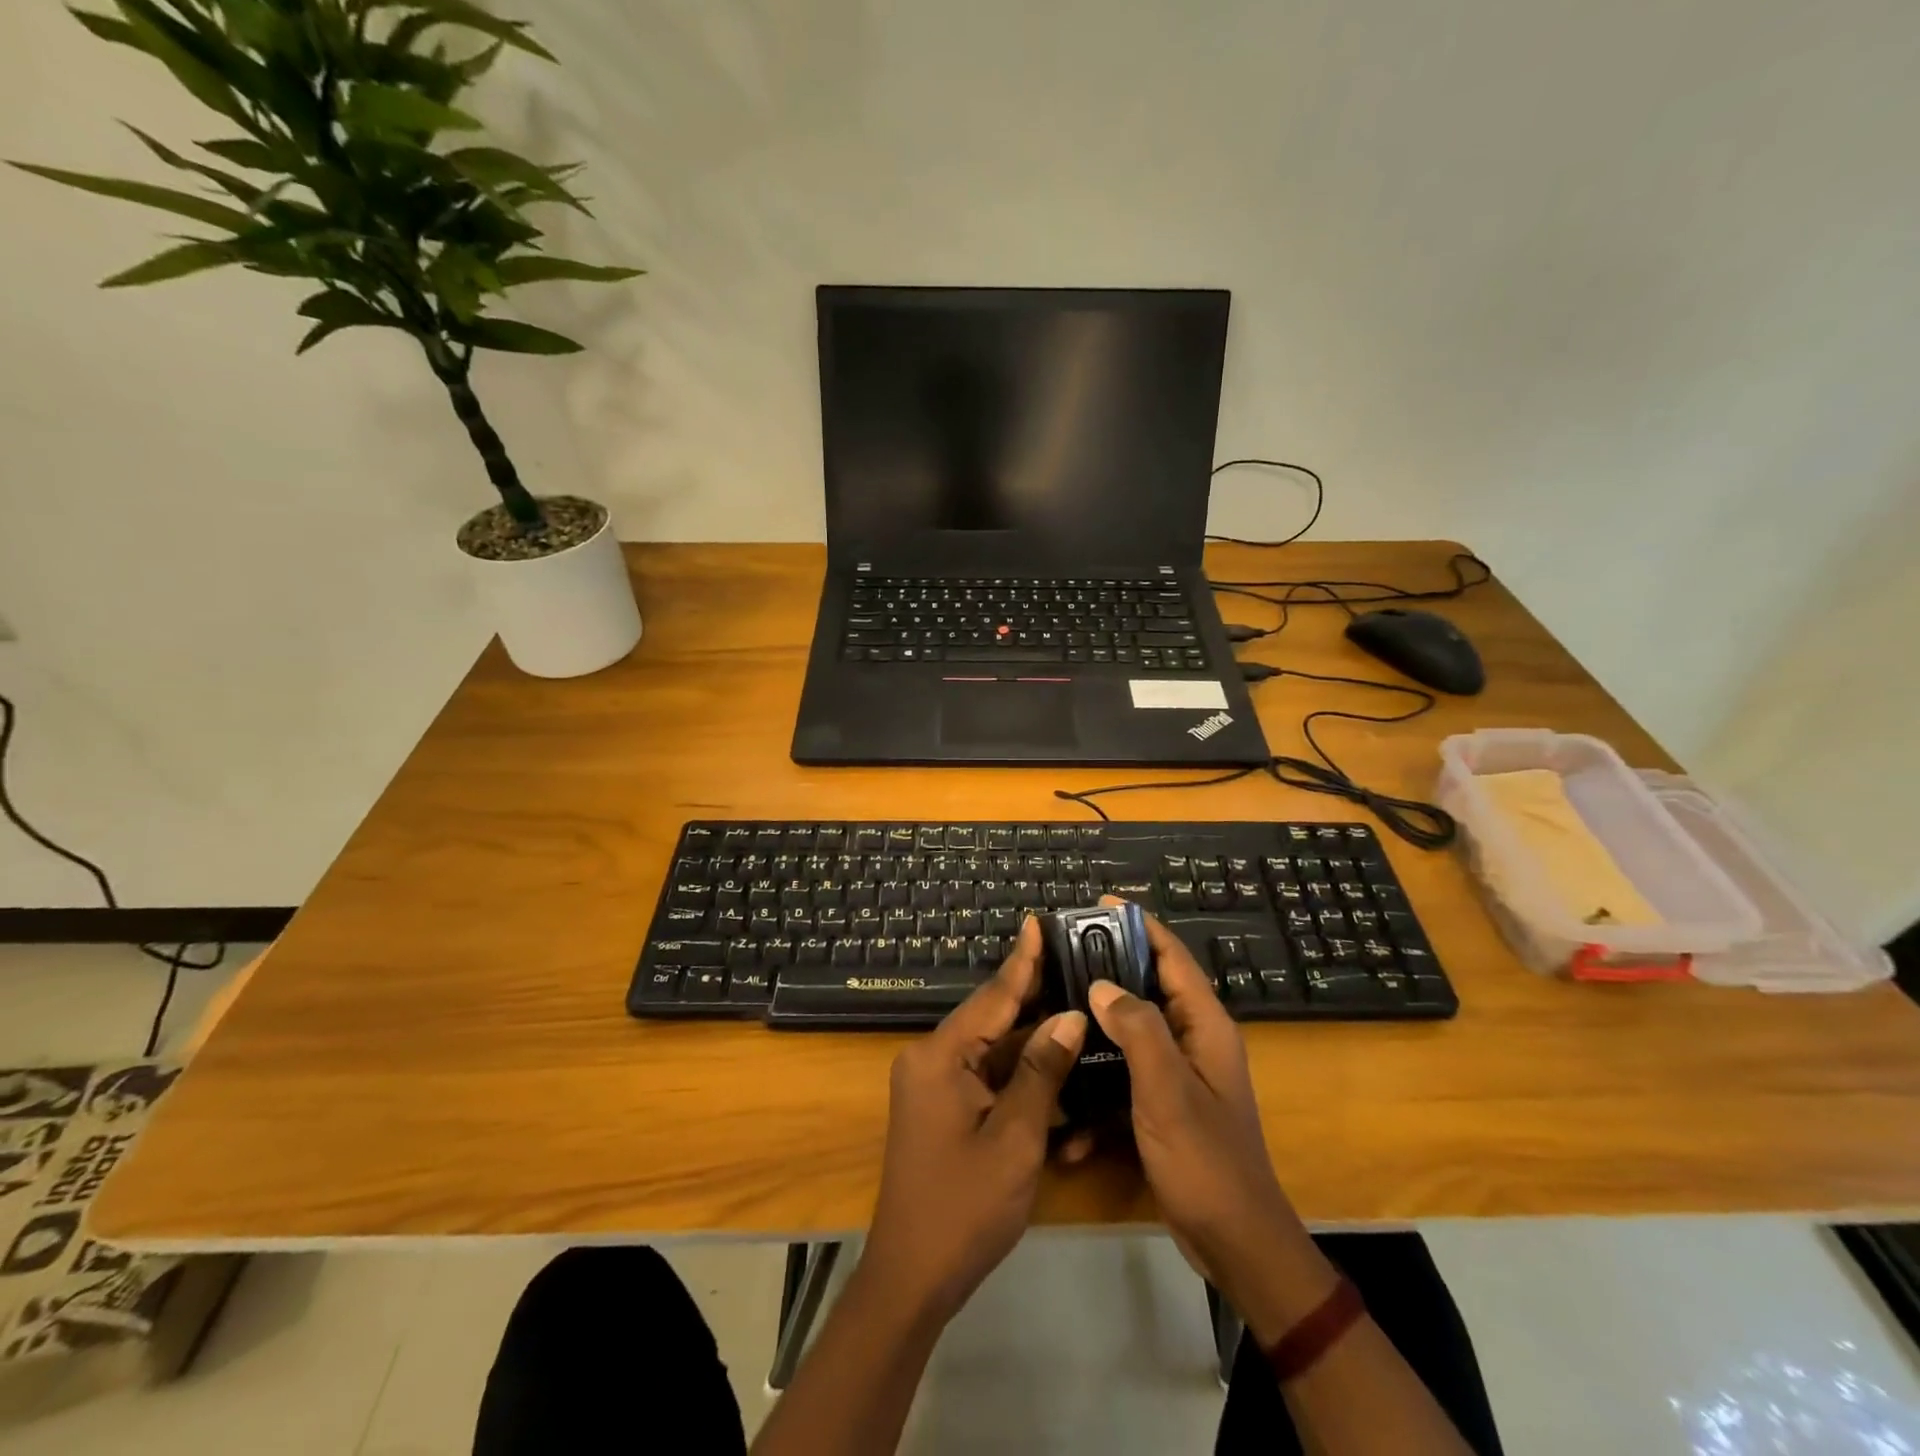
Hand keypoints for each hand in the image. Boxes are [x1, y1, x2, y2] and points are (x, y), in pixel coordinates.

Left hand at [861, 916, 1087, 1323]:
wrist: (911, 1278)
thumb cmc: (964, 1207)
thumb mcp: (1014, 1138)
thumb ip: (1041, 1072)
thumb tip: (1069, 1016)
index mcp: (940, 1056)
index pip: (992, 996)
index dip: (1022, 960)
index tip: (1038, 921)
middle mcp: (932, 1059)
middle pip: (992, 1018)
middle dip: (1034, 995)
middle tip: (1074, 959)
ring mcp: (935, 1085)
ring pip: (993, 1049)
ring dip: (1033, 1040)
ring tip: (1076, 1004)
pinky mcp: (943, 1108)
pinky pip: (986, 1078)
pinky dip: (1019, 1076)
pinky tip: (1056, 1064)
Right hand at [1088, 904, 1337, 1339]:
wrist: (1234, 1243)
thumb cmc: (1204, 1159)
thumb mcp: (1167, 1089)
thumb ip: (1137, 1029)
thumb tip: (1101, 984)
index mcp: (1204, 1026)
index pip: (1172, 957)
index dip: (1139, 925)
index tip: (1100, 903)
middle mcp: (1193, 1040)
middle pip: (1148, 987)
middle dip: (1108, 969)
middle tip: (1062, 955)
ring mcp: (1178, 1074)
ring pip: (1131, 1031)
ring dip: (1096, 1027)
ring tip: (1052, 1012)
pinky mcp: (1163, 1104)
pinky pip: (1125, 1076)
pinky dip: (1099, 1083)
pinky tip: (1067, 1108)